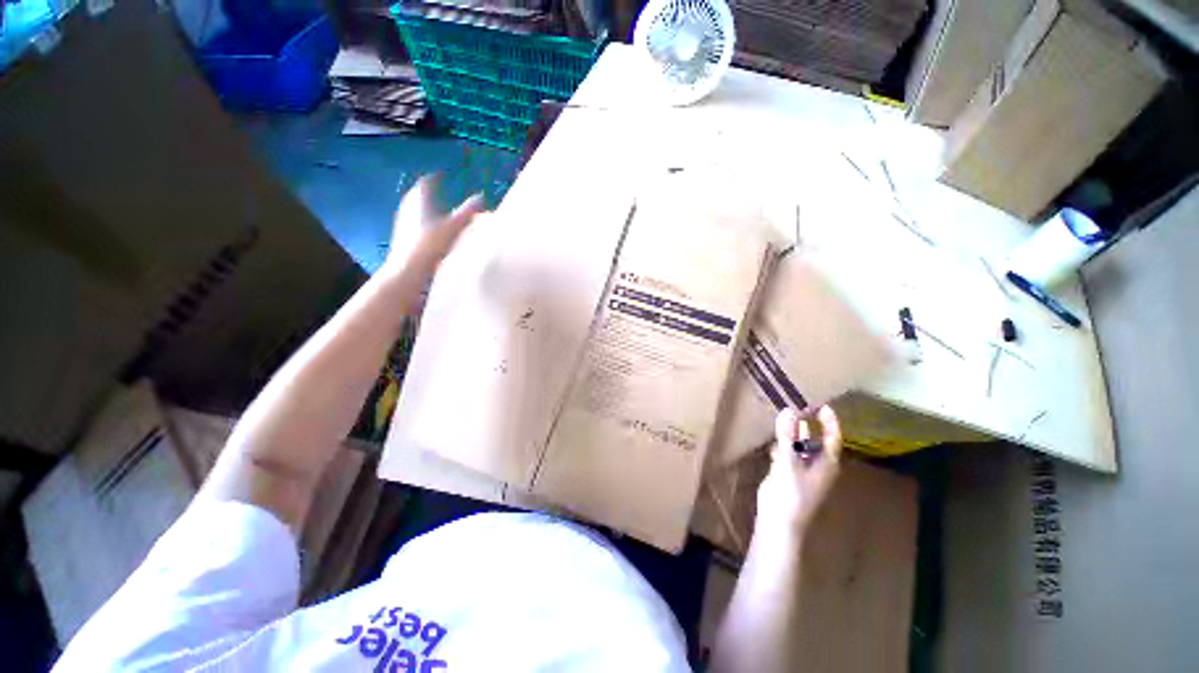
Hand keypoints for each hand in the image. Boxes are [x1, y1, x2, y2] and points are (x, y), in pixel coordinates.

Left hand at [382, 175, 484, 278]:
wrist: (408, 268)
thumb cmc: (431, 243)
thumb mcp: (454, 227)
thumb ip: (468, 212)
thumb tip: (481, 197)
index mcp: (420, 199)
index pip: (426, 182)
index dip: (435, 177)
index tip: (442, 175)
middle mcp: (408, 206)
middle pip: (418, 194)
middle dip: (429, 191)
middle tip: (440, 191)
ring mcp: (403, 221)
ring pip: (415, 208)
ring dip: (425, 207)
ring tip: (437, 210)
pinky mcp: (402, 236)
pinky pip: (413, 222)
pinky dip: (423, 221)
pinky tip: (431, 231)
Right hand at [755, 406, 842, 536]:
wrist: (779, 521)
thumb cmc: (791, 493)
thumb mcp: (789, 462)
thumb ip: (787, 436)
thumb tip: (789, 410)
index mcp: (826, 463)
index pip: (832, 438)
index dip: (829, 422)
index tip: (822, 405)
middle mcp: (816, 465)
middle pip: (814, 440)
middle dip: (807, 424)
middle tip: (796, 405)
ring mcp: (801, 470)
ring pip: (799, 446)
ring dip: (792, 433)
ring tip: (782, 416)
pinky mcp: (787, 474)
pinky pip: (787, 454)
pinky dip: (781, 445)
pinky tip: (773, 440)